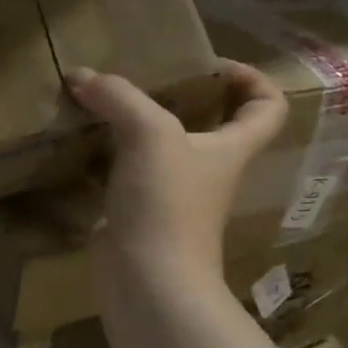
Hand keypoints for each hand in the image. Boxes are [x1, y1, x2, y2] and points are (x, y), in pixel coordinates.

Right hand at [67, 62, 287, 347]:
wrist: (147, 281)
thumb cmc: (167, 204)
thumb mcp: (150, 135)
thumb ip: (119, 98)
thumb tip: (81, 76)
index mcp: (230, 148)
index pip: (267, 108)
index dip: (252, 80)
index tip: (210, 65)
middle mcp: (206, 169)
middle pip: (209, 124)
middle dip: (181, 95)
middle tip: (142, 75)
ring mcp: (171, 194)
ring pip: (160, 147)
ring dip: (135, 123)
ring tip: (102, 99)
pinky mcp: (137, 211)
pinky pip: (124, 171)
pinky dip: (106, 152)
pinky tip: (80, 139)